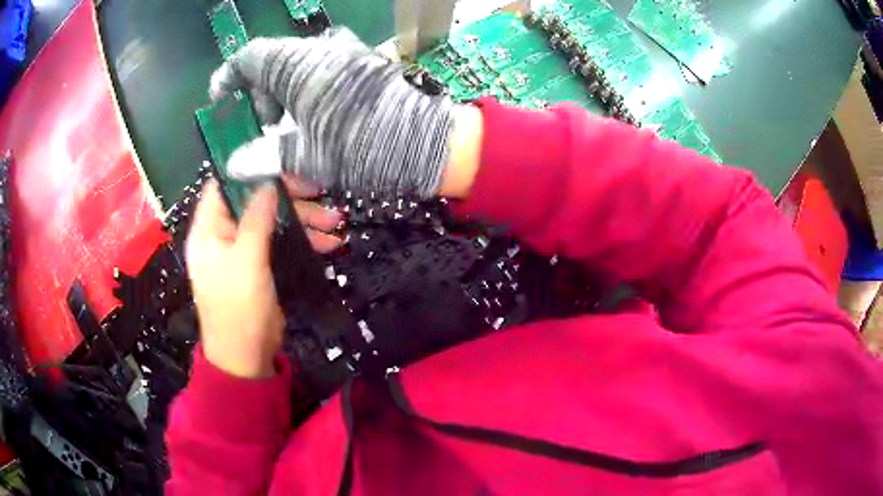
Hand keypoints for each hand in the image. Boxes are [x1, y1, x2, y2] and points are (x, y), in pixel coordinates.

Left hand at [186, 179, 342, 377]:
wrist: (245, 357)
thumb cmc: (238, 308)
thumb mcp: (246, 260)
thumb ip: (256, 218)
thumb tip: (267, 184)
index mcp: (209, 228)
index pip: (224, 185)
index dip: (250, 172)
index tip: (282, 168)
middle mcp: (223, 234)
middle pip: (255, 202)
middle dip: (291, 200)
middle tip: (323, 199)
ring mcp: (242, 250)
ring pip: (272, 222)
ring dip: (303, 221)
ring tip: (335, 225)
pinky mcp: (259, 265)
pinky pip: (280, 242)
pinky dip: (302, 240)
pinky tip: (327, 244)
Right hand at [209, 28, 453, 196]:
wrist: (428, 143)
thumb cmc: (361, 147)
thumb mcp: (307, 155)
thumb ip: (265, 156)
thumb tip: (235, 163)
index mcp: (298, 64)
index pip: (250, 57)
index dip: (229, 77)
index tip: (221, 99)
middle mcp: (320, 50)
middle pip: (272, 65)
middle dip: (261, 96)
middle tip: (263, 130)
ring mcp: (346, 54)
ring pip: (297, 69)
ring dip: (286, 98)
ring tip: (290, 131)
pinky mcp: (363, 64)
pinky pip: (322, 71)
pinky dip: (309, 93)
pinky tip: (316, 120)